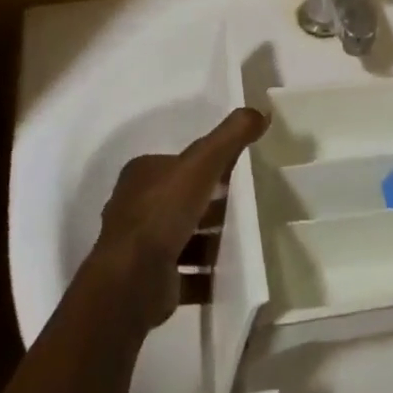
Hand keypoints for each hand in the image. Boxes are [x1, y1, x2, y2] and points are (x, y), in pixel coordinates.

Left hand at [91, 107, 268, 332]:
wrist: (131, 281)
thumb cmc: (163, 212)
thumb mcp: (202, 162)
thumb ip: (230, 136)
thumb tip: (261, 110)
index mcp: (141, 175)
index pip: (178, 164)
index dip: (206, 167)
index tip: (233, 175)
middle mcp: (134, 207)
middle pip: (181, 201)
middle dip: (209, 206)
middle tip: (242, 209)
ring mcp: (138, 247)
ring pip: (182, 238)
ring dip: (208, 242)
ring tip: (240, 242)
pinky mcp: (147, 281)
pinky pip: (183, 274)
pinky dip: (204, 276)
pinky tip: (227, 276)